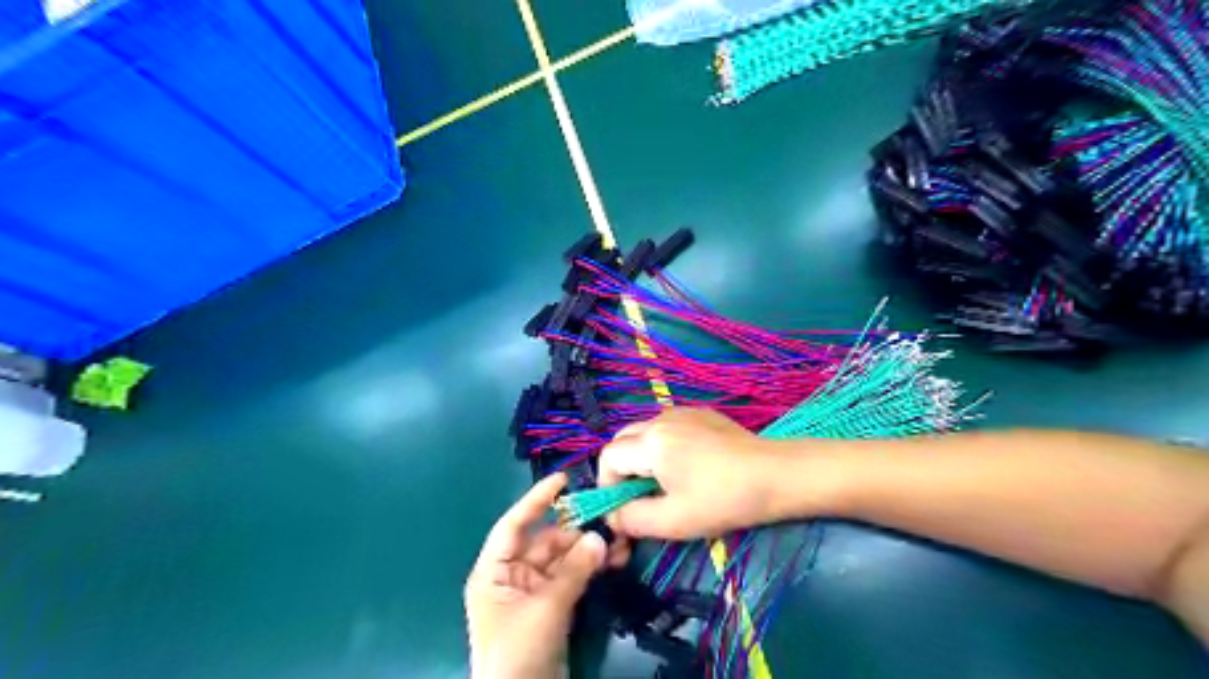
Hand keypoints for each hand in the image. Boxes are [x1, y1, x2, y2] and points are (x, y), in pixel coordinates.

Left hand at [465, 472, 628, 678]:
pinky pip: (572, 578)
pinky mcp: (552, 607)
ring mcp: (533, 592)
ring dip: (589, 550)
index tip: (562, 479)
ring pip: (563, 559)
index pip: (513, 525)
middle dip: (575, 531)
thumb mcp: (545, 608)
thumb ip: (574, 570)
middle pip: (545, 541)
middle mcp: (512, 576)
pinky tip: (613, 559)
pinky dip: (590, 569)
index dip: (536, 500)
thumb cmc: (518, 651)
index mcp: (494, 571)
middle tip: (607, 519)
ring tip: (619, 541)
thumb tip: (600, 536)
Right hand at [596, 408, 785, 539]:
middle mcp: (660, 418)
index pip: (608, 456)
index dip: (607, 484)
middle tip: (640, 496)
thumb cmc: (723, 500)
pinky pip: (666, 427)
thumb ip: (632, 519)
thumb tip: (611, 515)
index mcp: (650, 441)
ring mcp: (681, 412)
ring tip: (665, 483)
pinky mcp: (700, 413)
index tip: (622, 508)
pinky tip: (688, 466)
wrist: (775, 475)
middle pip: (622, 440)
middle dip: (622, 469)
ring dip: (642, 457)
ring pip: (644, 432)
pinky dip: (662, 446)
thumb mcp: (674, 521)